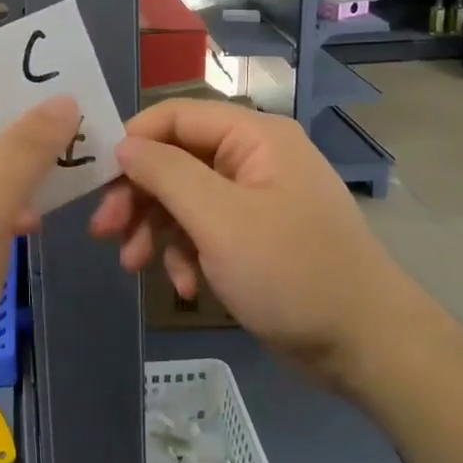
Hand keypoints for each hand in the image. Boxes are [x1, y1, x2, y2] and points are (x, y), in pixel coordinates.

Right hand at [90, 100, 446, 394]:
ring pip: (183, 199)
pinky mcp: (253, 237)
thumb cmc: (292, 271)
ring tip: (135, 266)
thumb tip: (123, 144)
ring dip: (156, 230)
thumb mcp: (220, 219)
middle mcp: (252, 158)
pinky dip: (186, 254)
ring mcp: (254, 200)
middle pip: (175, 160)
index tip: (97, 181)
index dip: (132, 142)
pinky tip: (186, 287)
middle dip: (139, 196)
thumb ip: (166, 174)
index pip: (175, 116)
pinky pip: (204, 230)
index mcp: (253, 137)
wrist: (366, 346)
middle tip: (104, 231)